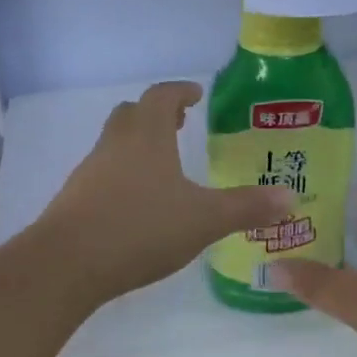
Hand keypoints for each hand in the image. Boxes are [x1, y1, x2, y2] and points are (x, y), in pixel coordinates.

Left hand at [39, 81, 293, 302]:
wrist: (66, 264)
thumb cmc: (140, 228)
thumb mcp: (203, 220)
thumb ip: (247, 207)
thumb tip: (290, 197)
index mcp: (146, 136)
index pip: (162, 96)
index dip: (181, 91)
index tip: (196, 94)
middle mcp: (115, 145)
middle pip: (132, 114)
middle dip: (156, 114)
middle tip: (180, 125)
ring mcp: (89, 172)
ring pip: (115, 144)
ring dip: (138, 145)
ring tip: (163, 167)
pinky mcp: (74, 200)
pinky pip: (103, 174)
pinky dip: (123, 175)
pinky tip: (138, 205)